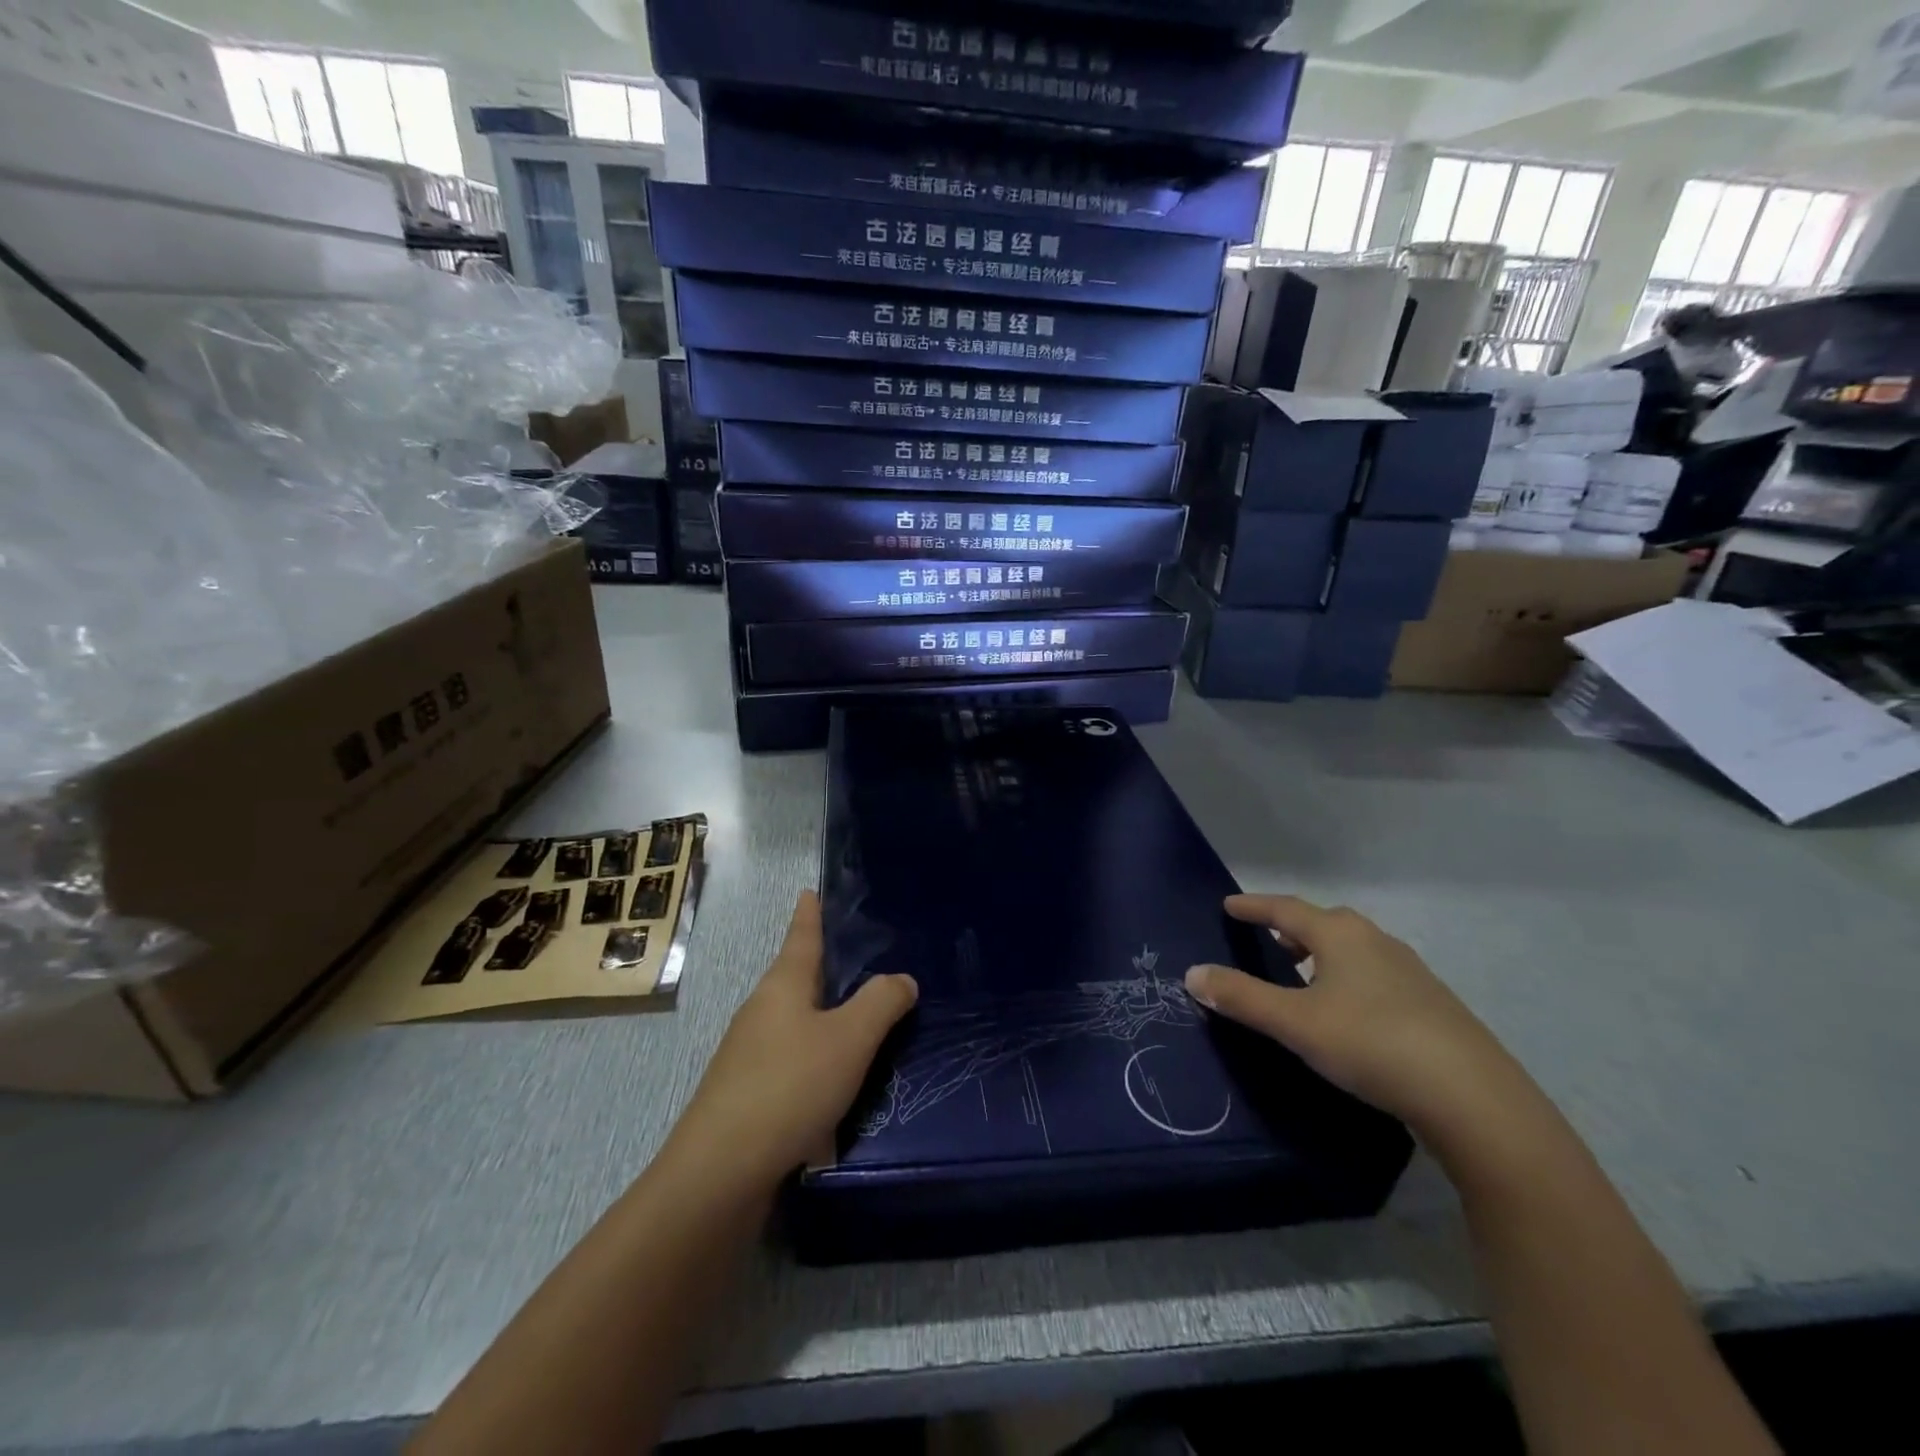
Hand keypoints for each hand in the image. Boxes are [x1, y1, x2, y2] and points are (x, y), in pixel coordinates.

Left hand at [666, 891, 916, 1192]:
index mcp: (783, 986)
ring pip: (796, 1023)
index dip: (810, 912)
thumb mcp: (849, 1039)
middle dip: (825, 967)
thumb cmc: (790, 1086)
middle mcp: (762, 1012)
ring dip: (825, 1018)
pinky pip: (793, 1063)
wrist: (720, 1173)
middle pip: (797, 978)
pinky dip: (818, 1062)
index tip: (810, 890)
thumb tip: (902, 979)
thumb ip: (881, 1003)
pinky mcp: (748, 1095)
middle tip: (861, 958)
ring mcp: (750, 1055)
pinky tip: (841, 1088)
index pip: (801, 936)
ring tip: (863, 1022)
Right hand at [1185, 894, 1521, 1135]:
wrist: (1473, 1096)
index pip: (1286, 909)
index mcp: (1340, 935)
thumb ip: (1242, 997)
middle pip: (1325, 923)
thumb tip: (1192, 973)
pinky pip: (1376, 975)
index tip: (1229, 904)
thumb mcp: (1295, 1022)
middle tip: (1268, 939)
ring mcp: (1410, 972)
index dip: (1254, 906)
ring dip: (1323, 955)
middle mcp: (1376, 941)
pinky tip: (1349, 1011)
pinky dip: (1349, 979)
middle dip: (1292, 928)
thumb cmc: (1371, 1043)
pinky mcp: (1432, 1004)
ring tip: (1303, 975)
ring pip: (1354, 950)